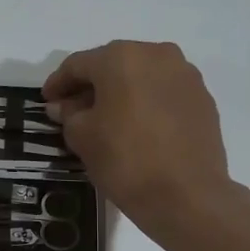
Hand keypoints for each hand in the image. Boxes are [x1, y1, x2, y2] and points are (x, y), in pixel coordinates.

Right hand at [43, 41, 240, 238]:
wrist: (188, 196)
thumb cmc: (126, 160)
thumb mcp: (82, 137)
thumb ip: (69, 114)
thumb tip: (64, 106)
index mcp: (121, 58)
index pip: (78, 64)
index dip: (58, 83)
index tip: (46, 101)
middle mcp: (157, 54)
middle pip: (113, 65)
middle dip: (91, 85)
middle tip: (73, 110)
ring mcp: (185, 75)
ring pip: (141, 77)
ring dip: (121, 92)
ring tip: (106, 119)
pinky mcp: (203, 98)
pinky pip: (164, 93)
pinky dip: (146, 103)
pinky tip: (137, 127)